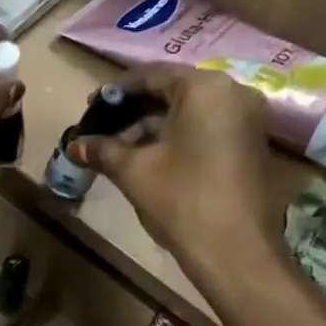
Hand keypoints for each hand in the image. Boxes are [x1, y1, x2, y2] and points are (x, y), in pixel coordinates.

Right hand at [68, 67, 285, 271]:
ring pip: (190, 112)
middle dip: (134, 112)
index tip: (90, 107)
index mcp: (204, 89)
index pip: (153, 75)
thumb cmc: (181, 200)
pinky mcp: (249, 144)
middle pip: (173, 91)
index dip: (117, 91)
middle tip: (102, 131)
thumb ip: (104, 151)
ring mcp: (246, 119)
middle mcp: (232, 93)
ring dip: (153, 127)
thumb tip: (75, 145)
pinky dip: (176, 138)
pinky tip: (149, 159)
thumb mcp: (134, 171)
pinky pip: (206, 128)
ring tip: (119, 150)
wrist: (234, 250)